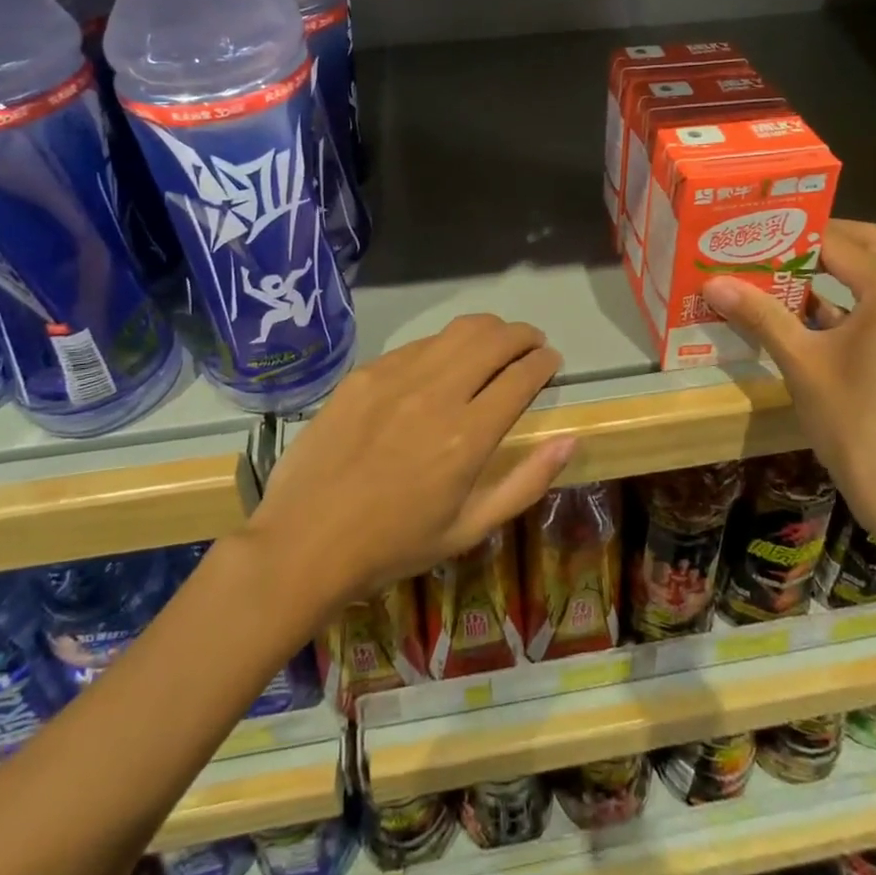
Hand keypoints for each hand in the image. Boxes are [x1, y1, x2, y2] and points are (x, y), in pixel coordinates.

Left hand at [246, 314, 574, 612]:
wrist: (305, 539)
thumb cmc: (393, 544)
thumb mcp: (469, 529)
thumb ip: (526, 482)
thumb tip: (570, 441)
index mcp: (468, 436)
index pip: (521, 376)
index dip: (543, 362)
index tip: (551, 360)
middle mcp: (438, 393)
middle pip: (495, 340)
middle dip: (523, 335)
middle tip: (532, 343)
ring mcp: (398, 376)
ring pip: (458, 331)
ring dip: (488, 329)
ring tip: (497, 339)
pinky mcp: (367, 372)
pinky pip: (419, 344)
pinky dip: (444, 344)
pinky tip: (443, 360)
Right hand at [702, 220, 875, 543]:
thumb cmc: (853, 421)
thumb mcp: (800, 361)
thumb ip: (759, 314)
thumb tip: (712, 283)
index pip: (839, 243)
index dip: (794, 233)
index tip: (755, 228)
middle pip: (874, 246)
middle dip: (826, 239)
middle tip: (778, 239)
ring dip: (843, 267)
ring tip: (788, 267)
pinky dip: (857, 297)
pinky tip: (814, 311)